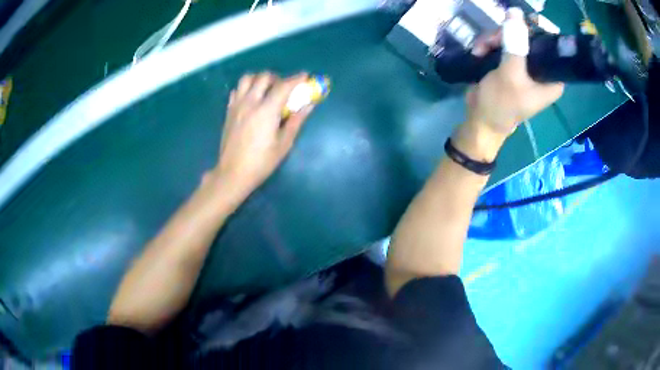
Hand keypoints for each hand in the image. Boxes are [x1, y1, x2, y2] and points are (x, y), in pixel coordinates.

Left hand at [211, 72, 313, 200]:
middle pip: (264, 77)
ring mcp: (237, 105)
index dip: (296, 79)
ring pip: (247, 79)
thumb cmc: (261, 162)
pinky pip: (237, 91)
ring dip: (259, 80)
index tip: (305, 76)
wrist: (233, 173)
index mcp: (266, 110)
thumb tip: (308, 106)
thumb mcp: (284, 144)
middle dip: (277, 78)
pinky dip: (246, 89)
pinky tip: (252, 100)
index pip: (283, 86)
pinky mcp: (229, 111)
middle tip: (284, 89)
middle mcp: (250, 102)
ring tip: (266, 90)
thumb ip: (296, 121)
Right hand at [454, 15, 564, 161]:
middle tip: (493, 41)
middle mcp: (540, 71)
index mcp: (551, 80)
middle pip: (528, 39)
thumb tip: (516, 11)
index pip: (550, 47)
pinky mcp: (510, 65)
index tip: (516, 28)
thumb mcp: (511, 73)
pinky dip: (489, 46)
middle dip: (507, 36)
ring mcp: (524, 67)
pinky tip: (479, 51)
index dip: (534, 33)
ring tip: (481, 49)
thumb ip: (515, 42)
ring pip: (512, 39)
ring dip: (493, 40)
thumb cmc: (501, 103)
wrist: (480, 119)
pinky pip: (502, 45)